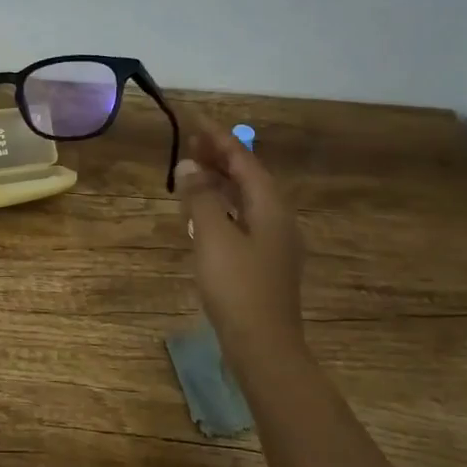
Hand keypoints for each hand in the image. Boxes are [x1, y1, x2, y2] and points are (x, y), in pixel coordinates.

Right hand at [175, 121, 307, 369]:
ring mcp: (273, 242)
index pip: (245, 161)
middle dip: (220, 158)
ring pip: (245, 199)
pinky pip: (242, 219)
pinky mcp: (263, 262)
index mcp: (270, 207)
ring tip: (192, 171)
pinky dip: (222, 206)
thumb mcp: (213, 236)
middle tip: (190, 142)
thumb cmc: (237, 286)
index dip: (220, 140)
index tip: (196, 122)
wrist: (263, 344)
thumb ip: (201, 197)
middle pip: (248, 178)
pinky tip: (204, 213)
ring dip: (220, 182)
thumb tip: (188, 166)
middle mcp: (278, 219)